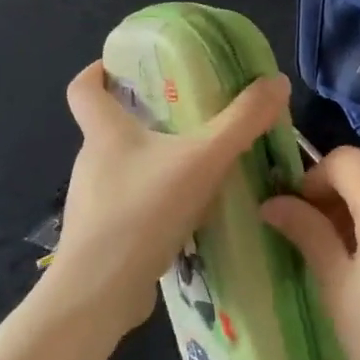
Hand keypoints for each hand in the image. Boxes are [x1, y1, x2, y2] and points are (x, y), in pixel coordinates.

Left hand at [52, 61, 291, 337]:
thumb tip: (276, 82)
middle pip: (111, 127)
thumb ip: (243, 121)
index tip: (125, 66)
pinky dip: (156, 202)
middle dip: (146, 118)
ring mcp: (94, 202)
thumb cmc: (143, 211)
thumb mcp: (203, 159)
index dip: (99, 70)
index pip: (83, 87)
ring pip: (126, 169)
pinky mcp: (103, 236)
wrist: (100, 293)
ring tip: (199, 167)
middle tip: (189, 115)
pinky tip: (189, 215)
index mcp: (104, 132)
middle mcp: (92, 161)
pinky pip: (132, 205)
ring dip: (157, 163)